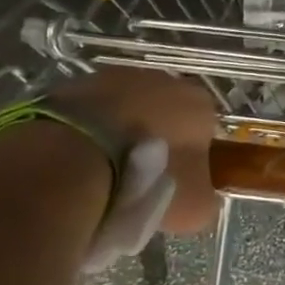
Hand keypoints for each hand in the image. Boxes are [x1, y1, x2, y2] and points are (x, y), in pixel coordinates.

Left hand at [53, 68, 219, 236]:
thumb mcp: (193, 207)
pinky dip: (90, 128)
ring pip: (128, 106)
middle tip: (141, 176)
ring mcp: (119, 76)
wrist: (76, 159)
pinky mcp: (79, 83)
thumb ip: (207, 198)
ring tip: (105, 169)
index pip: (205, 128)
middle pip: (167, 111)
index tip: (178, 181)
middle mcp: (165, 80)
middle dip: (157, 137)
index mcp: (200, 104)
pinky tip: (80, 156)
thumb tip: (203, 197)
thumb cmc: (147, 179)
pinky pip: (93, 109)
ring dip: (122, 129)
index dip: (192, 155)